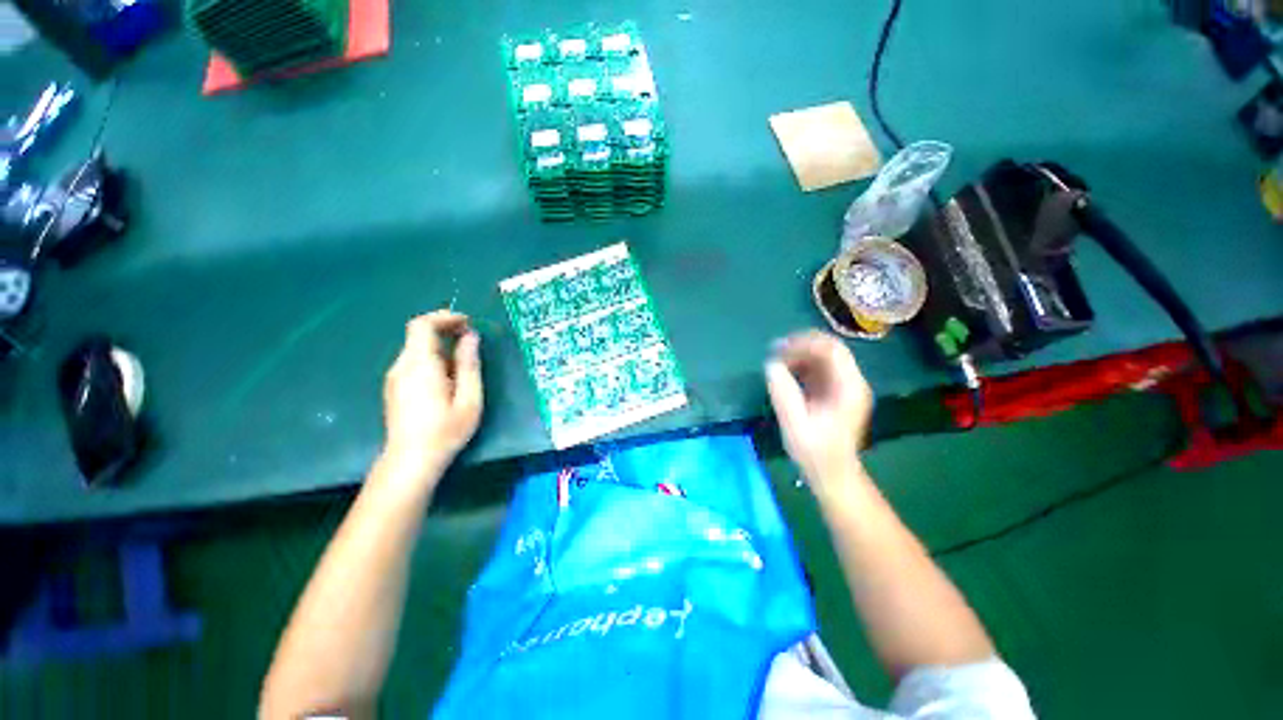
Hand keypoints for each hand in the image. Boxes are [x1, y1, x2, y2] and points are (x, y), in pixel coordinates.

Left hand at [381, 311, 483, 478]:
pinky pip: (413, 361)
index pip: (422, 325)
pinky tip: (448, 376)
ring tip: (464, 360)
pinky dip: (432, 357)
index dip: (445, 317)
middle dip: (445, 329)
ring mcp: (395, 377)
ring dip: (440, 345)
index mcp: (420, 365)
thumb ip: (469, 365)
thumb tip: (471, 337)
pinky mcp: (394, 387)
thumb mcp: (469, 398)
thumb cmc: (445, 430)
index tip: (467, 322)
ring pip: (416, 348)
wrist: (410, 460)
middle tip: (470, 338)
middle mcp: (401, 366)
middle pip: (418, 334)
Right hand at [765, 331, 873, 489]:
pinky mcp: (835, 392)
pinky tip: (785, 374)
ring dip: (800, 355)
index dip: (805, 343)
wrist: (833, 475)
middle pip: (829, 350)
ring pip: (823, 358)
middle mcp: (851, 382)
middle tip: (774, 352)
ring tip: (776, 362)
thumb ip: (784, 393)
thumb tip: (771, 365)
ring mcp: (844, 387)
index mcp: (848, 387)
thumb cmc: (815, 453)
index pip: (832, 350)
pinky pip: (819, 369)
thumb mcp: (795, 424)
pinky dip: (801, 366)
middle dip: (801, 347)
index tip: (779, 348)